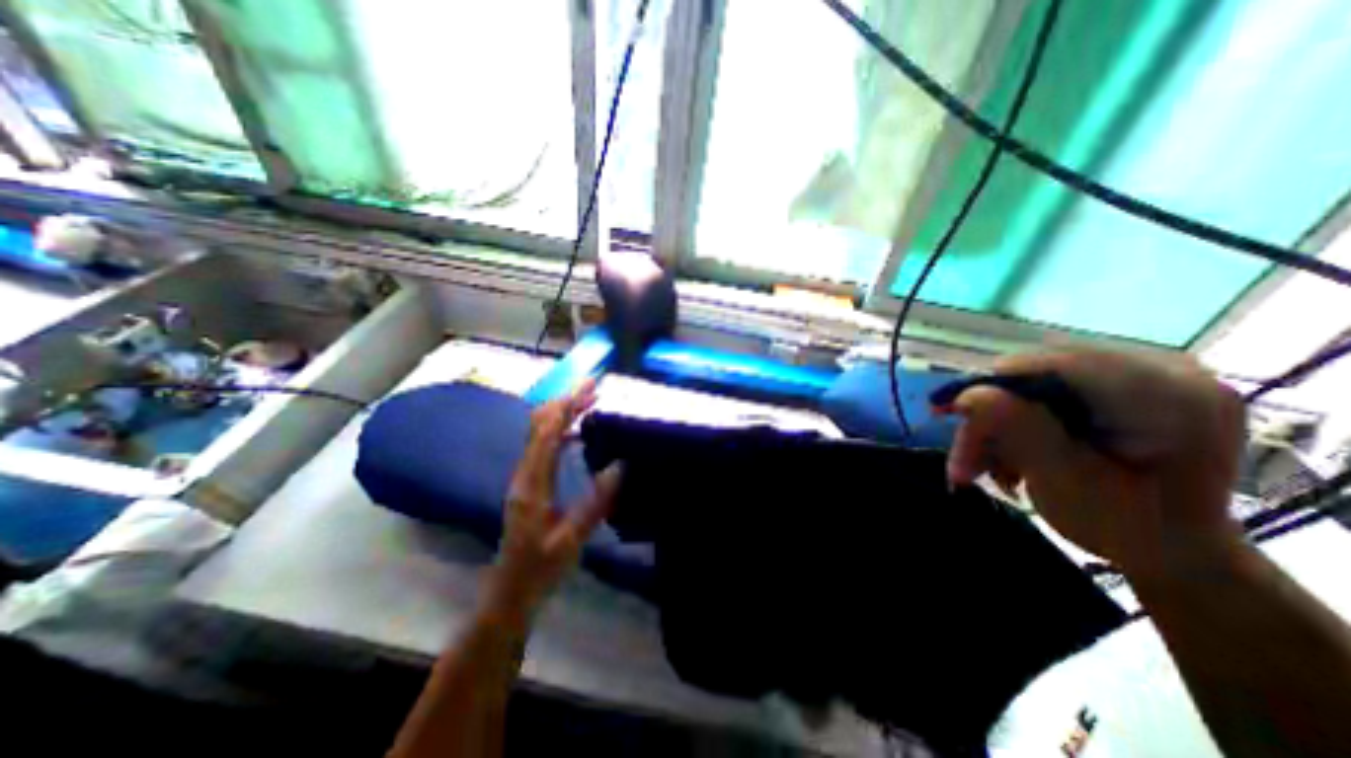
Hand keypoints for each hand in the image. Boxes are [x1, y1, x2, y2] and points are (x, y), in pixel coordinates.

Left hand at [486, 381, 621, 623]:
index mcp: (532, 485)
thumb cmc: (540, 568)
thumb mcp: (571, 540)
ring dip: (563, 413)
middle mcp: (524, 474)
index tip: (589, 387)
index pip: (547, 434)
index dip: (567, 407)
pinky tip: (579, 433)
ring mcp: (524, 477)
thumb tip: (619, 466)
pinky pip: (543, 446)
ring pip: (539, 433)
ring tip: (590, 402)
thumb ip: (595, 503)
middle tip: (594, 387)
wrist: (510, 592)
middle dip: (566, 402)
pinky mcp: (528, 483)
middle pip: (540, 426)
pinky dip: (560, 430)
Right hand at [942, 349, 1243, 573]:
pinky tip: (1006, 453)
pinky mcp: (1120, 383)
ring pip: (1034, 382)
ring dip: (997, 422)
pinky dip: (1015, 420)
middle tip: (962, 455)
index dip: (995, 382)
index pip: (1060, 364)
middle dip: (992, 413)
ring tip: (979, 465)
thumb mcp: (1067, 484)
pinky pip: (1046, 389)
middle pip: (1041, 373)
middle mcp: (1165, 370)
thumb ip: (1021, 432)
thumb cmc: (1131, 529)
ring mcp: (1143, 374)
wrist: (1176, 551)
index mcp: (1174, 395)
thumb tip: (968, 393)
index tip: (948, 413)